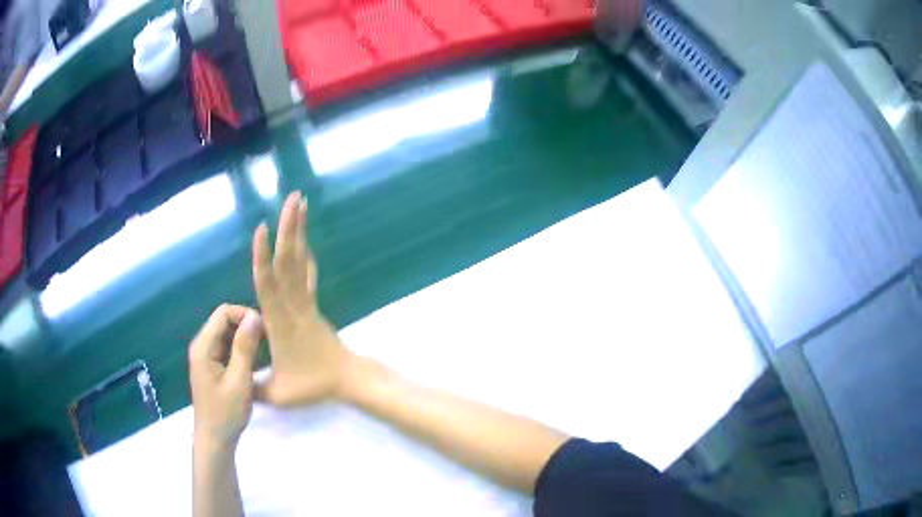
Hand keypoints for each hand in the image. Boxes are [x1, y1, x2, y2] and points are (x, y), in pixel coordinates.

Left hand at [189, 304, 262, 446]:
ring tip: (265, 350)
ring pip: (228, 333)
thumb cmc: (226, 413)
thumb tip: (255, 316)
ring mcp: (207, 355)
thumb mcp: (239, 381)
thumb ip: (245, 348)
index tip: (266, 331)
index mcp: (203, 346)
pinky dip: (242, 348)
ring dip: (246, 337)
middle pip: (225, 320)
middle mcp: (202, 345)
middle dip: (247, 325)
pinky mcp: (213, 365)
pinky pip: (228, 346)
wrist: (216, 440)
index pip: (223, 313)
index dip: (245, 315)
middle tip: (269, 342)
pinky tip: (255, 361)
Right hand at [253, 192, 351, 406]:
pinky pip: (308, 273)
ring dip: (298, 231)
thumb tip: (234, 386)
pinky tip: (304, 239)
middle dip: (289, 228)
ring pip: (300, 261)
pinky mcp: (313, 304)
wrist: (349, 380)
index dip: (263, 256)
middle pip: (289, 261)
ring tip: (299, 203)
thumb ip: (253, 389)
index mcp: (280, 321)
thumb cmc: (313, 385)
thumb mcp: (278, 394)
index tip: (261, 227)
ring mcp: (306, 302)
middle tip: (293, 197)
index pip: (268, 283)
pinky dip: (305, 253)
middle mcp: (294, 304)